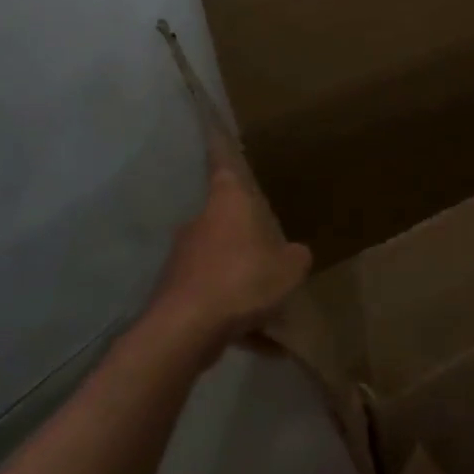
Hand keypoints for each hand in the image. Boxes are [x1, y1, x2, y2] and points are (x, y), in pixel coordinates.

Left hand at [145, 166, 311, 358]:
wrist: (185, 329)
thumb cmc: (242, 281)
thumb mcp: (289, 268)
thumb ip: (296, 257)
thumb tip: (294, 255)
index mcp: (228, 206)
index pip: (225, 166)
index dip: (223, 147)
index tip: (213, 127)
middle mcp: (201, 225)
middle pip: (228, 222)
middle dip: (250, 238)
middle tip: (275, 253)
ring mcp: (185, 260)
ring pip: (223, 265)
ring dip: (244, 283)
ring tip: (273, 311)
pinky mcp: (177, 294)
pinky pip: (215, 300)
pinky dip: (236, 318)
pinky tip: (263, 346)